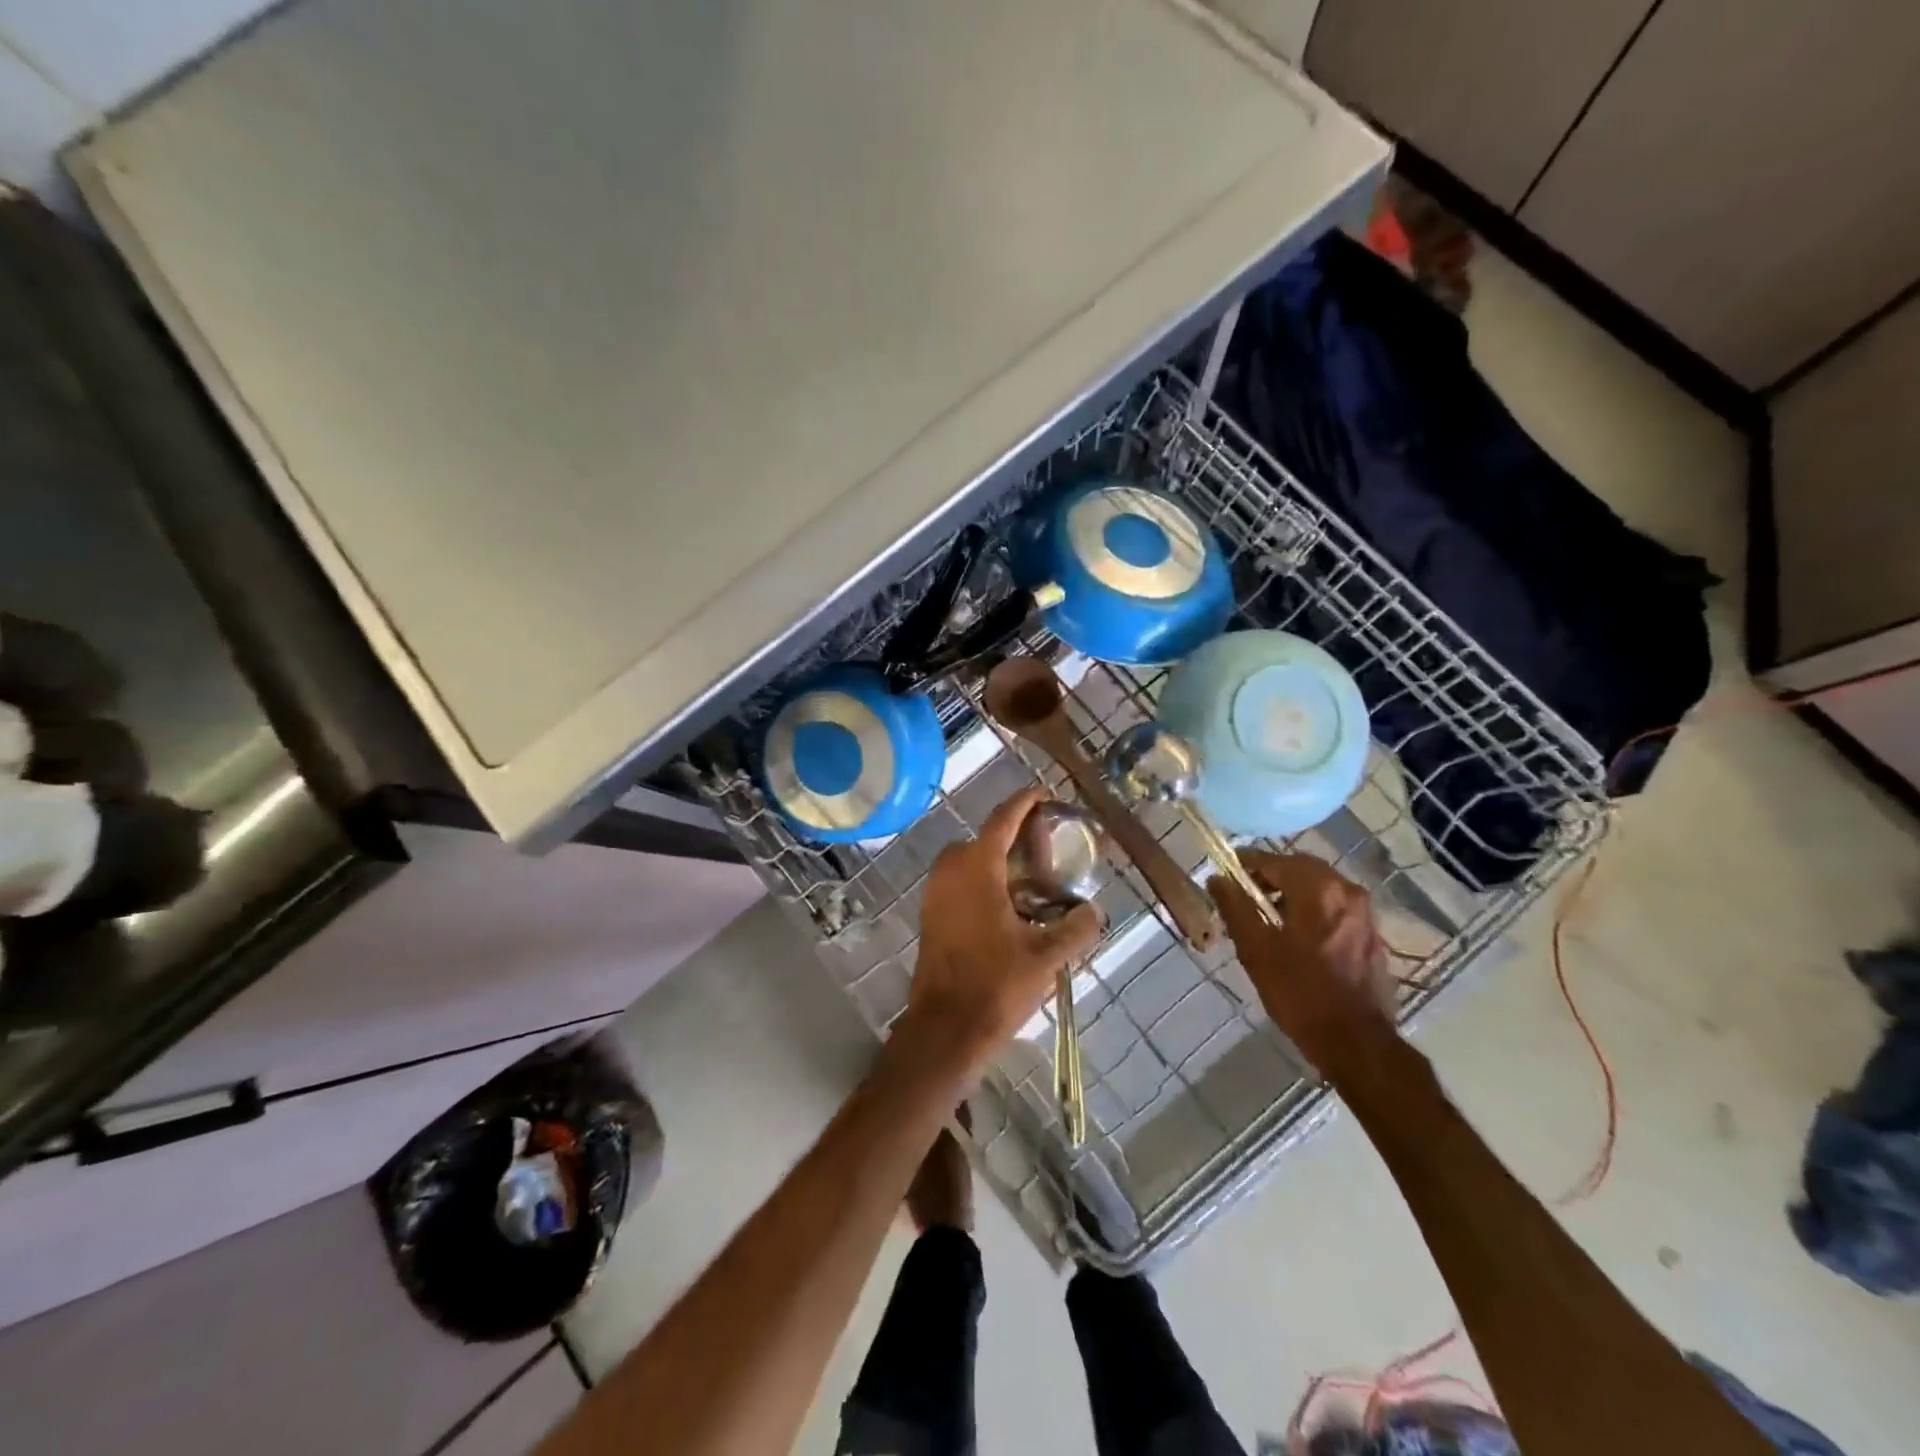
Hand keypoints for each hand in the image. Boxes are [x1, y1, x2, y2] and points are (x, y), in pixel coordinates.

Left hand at [902, 787, 1103, 1076]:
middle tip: (1046, 851)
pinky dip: (984, 883)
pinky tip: (1011, 911)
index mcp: (976, 868)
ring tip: (1034, 884)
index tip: (1043, 793)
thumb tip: (1094, 911)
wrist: (946, 1030)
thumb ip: (1077, 928)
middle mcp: (950, 872)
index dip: (1024, 802)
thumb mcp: (1047, 956)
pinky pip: (960, 883)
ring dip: (998, 863)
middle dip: (1014, 838)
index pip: (1002, 819)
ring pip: (970, 862)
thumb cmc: (996, 985)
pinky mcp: (931, 917)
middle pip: (985, 839)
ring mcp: (935, 894)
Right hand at [1208, 851, 1396, 1080]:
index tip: (1223, 875)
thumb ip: (1235, 907)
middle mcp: (1346, 890)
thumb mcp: (1256, 950)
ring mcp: (1364, 912)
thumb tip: (1217, 879)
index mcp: (1318, 889)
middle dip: (1269, 877)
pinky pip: (1334, 906)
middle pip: (1299, 869)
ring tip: (1264, 917)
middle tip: (1242, 896)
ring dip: (1290, 893)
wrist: (1356, 1042)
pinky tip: (1294, 935)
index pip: (1273, 860)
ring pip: (1318, 887)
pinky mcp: (1371, 933)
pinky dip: (1311, 909)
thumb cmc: (1300, 994)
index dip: (1245, 865)